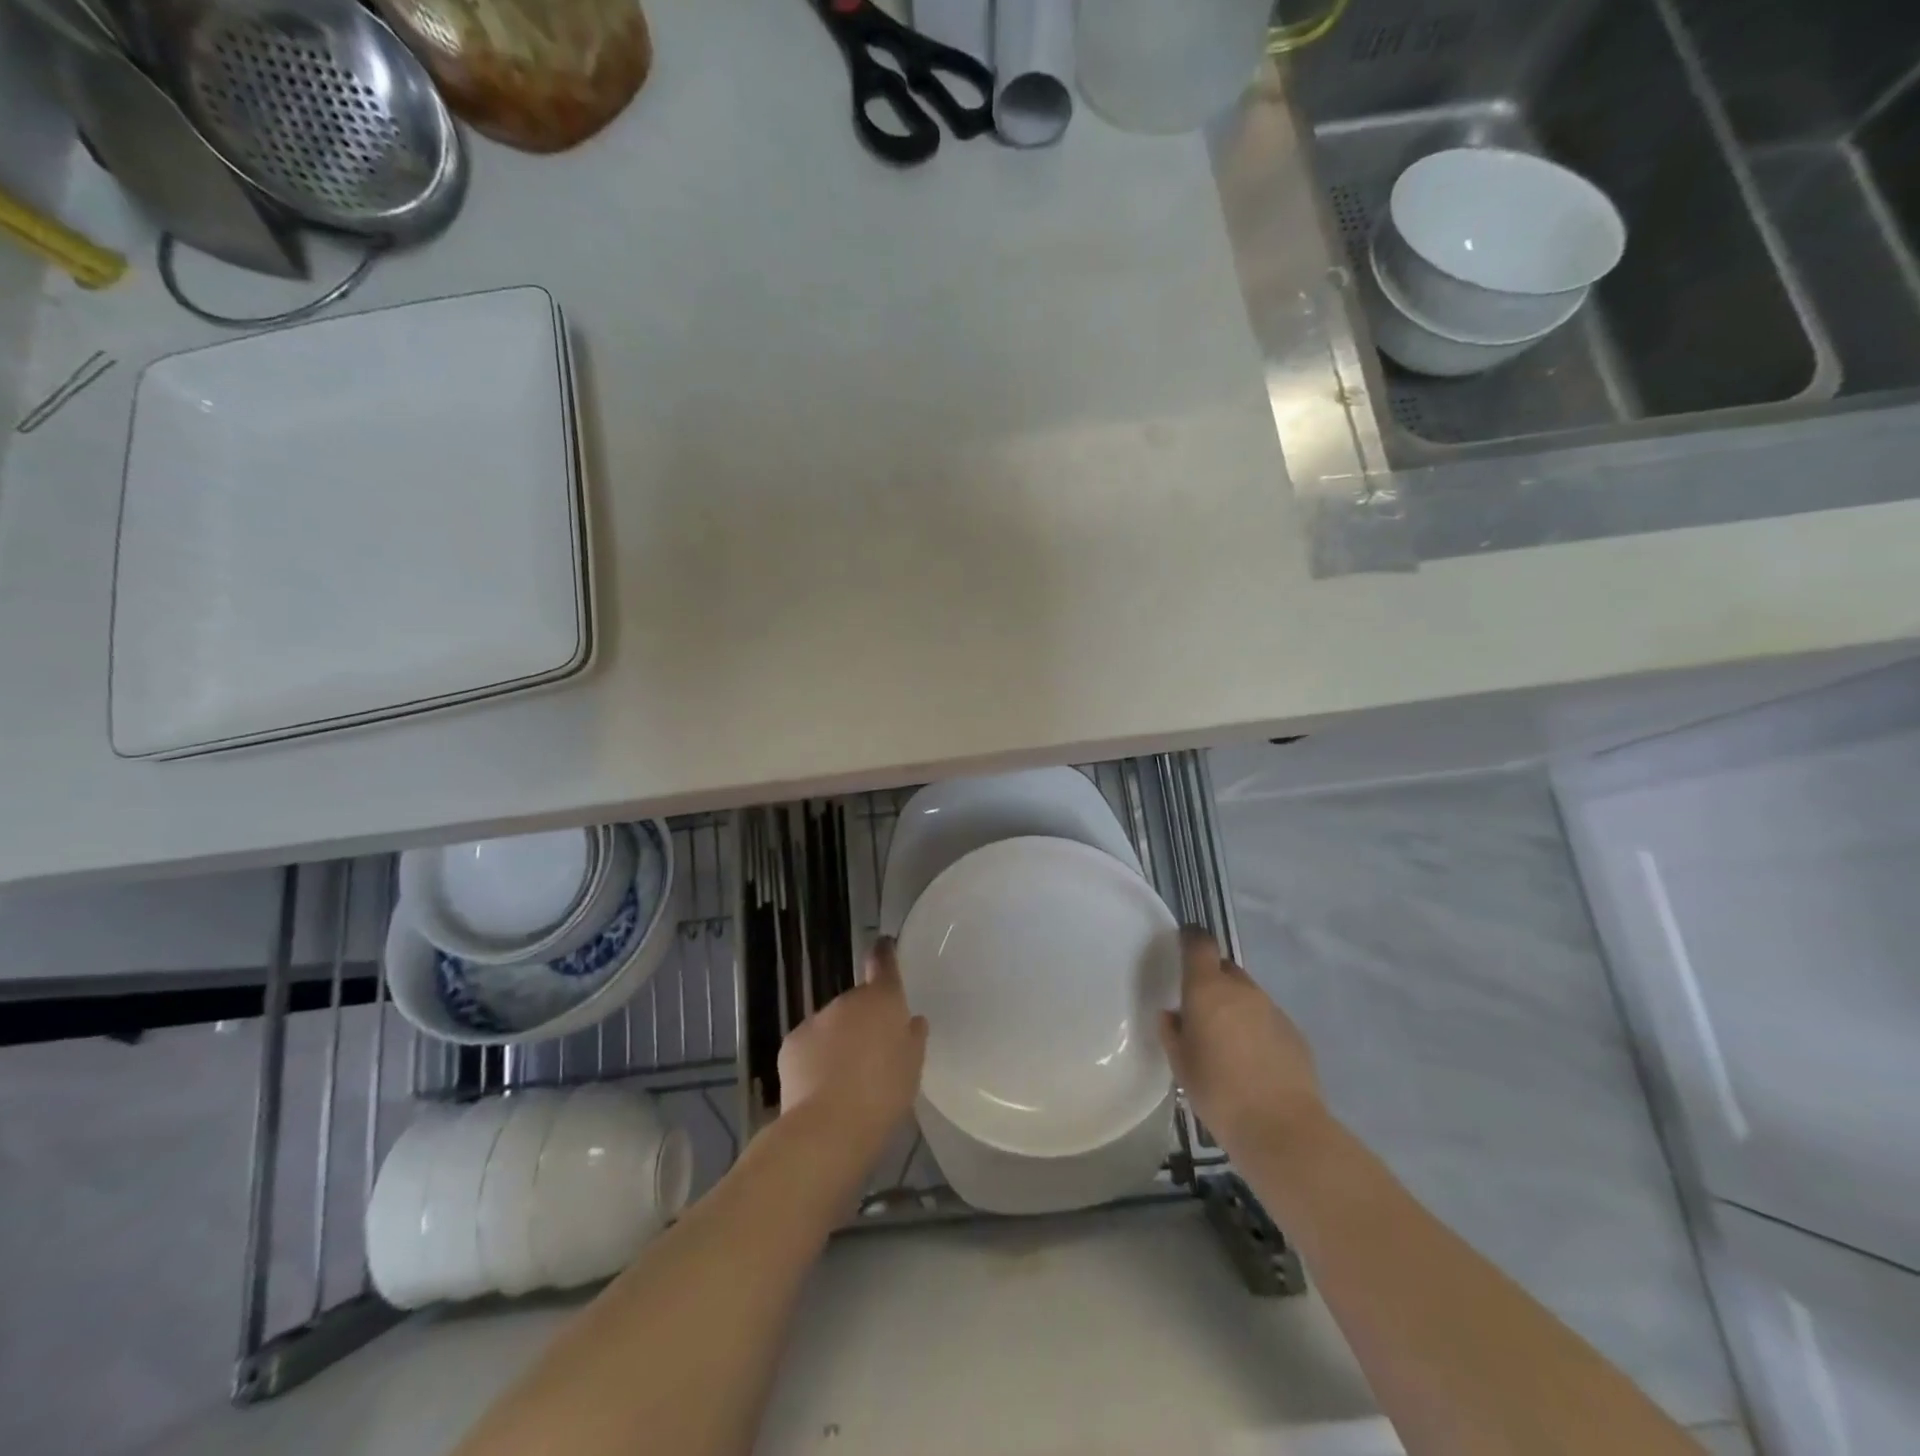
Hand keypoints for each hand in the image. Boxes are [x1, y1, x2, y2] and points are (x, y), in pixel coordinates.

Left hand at [779, 937, 927, 1157]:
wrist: (828, 1127)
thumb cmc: (883, 1094)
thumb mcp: (912, 1067)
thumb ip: (912, 1038)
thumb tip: (910, 1021)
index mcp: (882, 1000)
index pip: (883, 963)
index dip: (884, 953)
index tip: (884, 945)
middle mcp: (847, 1001)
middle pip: (858, 1002)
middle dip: (864, 1020)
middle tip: (874, 1054)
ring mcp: (815, 1020)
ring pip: (832, 1025)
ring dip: (840, 1040)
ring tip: (847, 1079)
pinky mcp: (791, 1043)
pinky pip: (810, 1045)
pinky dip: (816, 1058)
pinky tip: (821, 1087)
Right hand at [1158, 927, 1326, 1154]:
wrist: (1281, 1126)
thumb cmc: (1218, 1091)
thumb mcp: (1180, 1063)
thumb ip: (1172, 1031)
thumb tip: (1173, 1015)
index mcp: (1208, 989)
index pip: (1199, 944)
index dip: (1190, 939)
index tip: (1182, 945)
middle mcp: (1241, 989)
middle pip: (1224, 968)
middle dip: (1212, 980)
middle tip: (1200, 1009)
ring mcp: (1272, 1008)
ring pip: (1247, 994)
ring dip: (1235, 1006)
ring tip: (1227, 1041)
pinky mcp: (1294, 1031)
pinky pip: (1267, 1018)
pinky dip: (1256, 1028)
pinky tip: (1252, 1060)